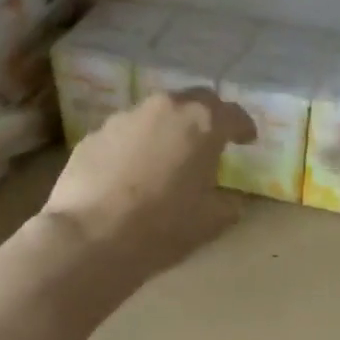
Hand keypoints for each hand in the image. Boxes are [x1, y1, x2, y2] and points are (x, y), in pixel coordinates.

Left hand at [42, 89, 255, 278]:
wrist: (91, 237)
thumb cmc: (162, 228)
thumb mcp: (211, 223)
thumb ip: (228, 204)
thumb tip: (231, 199)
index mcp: (202, 124)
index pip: (233, 115)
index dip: (244, 127)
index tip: (248, 140)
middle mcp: (163, 109)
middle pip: (193, 102)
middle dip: (206, 118)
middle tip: (210, 142)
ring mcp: (123, 118)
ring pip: (155, 116)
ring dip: (167, 132)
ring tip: (167, 160)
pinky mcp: (93, 136)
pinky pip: (124, 136)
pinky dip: (135, 149)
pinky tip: (131, 176)